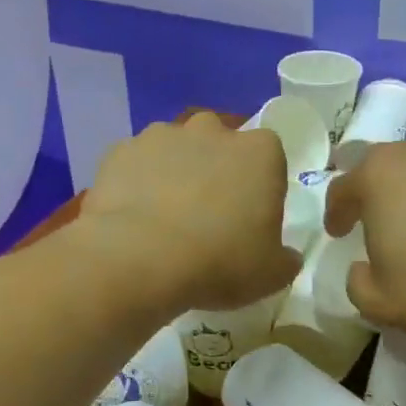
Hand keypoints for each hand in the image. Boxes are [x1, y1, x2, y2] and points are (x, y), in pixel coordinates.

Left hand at [77, 113, 299, 313]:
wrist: (140, 259)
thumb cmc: (220, 261)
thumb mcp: (272, 274)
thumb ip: (285, 259)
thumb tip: (285, 256)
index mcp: (260, 152)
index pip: (270, 158)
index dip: (261, 187)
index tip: (251, 219)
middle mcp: (212, 130)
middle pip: (220, 144)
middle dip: (217, 171)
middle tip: (209, 216)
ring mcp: (161, 136)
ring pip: (175, 151)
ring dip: (175, 174)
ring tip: (167, 220)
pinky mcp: (120, 152)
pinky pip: (136, 166)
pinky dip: (138, 184)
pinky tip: (135, 219)